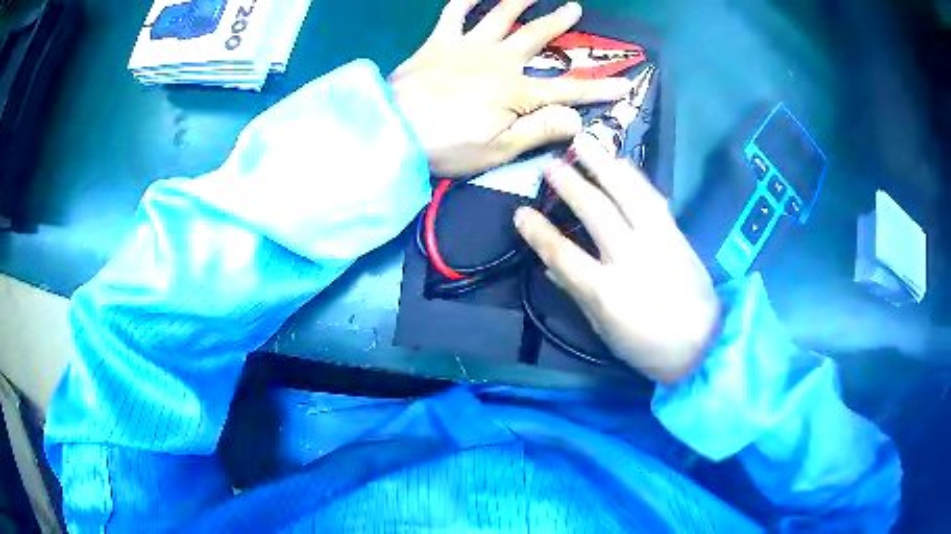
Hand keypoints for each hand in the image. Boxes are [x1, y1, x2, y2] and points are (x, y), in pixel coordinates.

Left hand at [390, 0, 632, 176]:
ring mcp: (467, 47)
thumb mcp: (498, 150)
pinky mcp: (438, 43)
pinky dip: (465, 0)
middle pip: (536, 37)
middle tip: (574, 7)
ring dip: (521, 0)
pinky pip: (453, 13)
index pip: (567, 90)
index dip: (598, 89)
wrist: (392, 130)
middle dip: (559, 22)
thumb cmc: (446, 145)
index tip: (624, 85)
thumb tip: (577, 120)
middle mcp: (497, 61)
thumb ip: (539, 130)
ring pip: (501, 15)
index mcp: (515, 92)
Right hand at [514, 137, 720, 384]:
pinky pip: (653, 198)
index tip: (520, 213)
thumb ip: (577, 294)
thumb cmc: (648, 348)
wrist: (704, 345)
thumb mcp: (604, 330)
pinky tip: (622, 163)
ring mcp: (659, 241)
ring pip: (628, 193)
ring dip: (604, 165)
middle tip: (552, 164)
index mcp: (606, 291)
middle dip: (571, 184)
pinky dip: (635, 177)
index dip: (538, 232)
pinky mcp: (677, 235)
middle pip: (596, 211)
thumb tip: (550, 266)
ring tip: (585, 142)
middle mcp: (632, 258)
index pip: (562, 254)